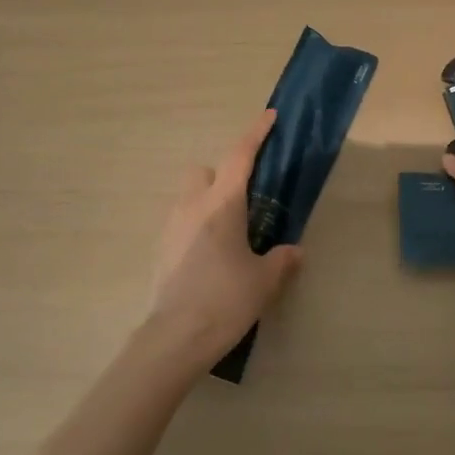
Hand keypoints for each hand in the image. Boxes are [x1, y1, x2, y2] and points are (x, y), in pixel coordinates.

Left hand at [142, 109, 302, 371]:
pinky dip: (196, 225)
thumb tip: (294, 251)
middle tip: (245, 198)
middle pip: (203, 170)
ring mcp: (171, 227)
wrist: (175, 338)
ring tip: (230, 231)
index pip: (240, 156)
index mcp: (222, 204)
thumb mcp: (264, 281)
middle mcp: (192, 206)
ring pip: (189, 196)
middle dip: (222, 173)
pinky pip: (181, 222)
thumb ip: (281, 260)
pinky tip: (211, 254)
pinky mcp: (161, 249)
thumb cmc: (225, 299)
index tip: (269, 116)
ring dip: (207, 200)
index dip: (255, 133)